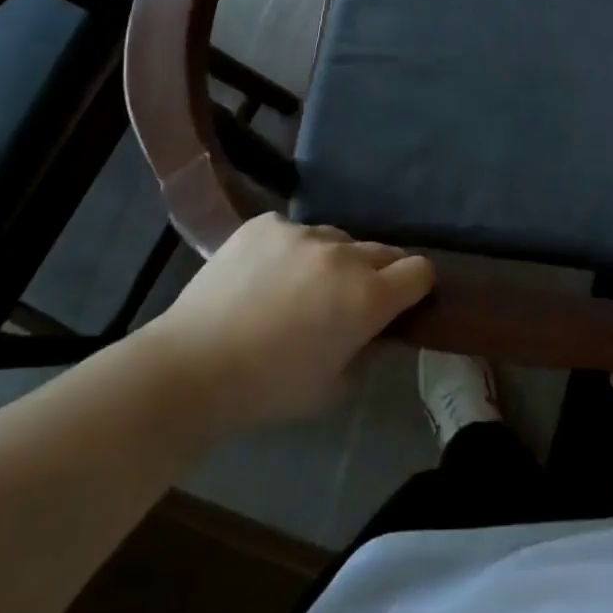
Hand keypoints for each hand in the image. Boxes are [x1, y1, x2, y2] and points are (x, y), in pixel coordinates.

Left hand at [139, 213, 433, 432]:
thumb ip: (369, 351)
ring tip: (300, 287)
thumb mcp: (335, 387)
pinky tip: (265, 275)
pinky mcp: (267, 224)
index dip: (415, 287)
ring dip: (334, 260)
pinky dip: (291, 250)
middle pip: (384, 250)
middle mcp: (344, 254)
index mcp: (368, 297)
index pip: (420, 270)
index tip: (400, 303)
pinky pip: (295, 231)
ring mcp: (303, 232)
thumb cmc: (268, 389)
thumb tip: (378, 330)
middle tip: (347, 302)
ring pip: (338, 238)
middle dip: (377, 274)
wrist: (191, 367)